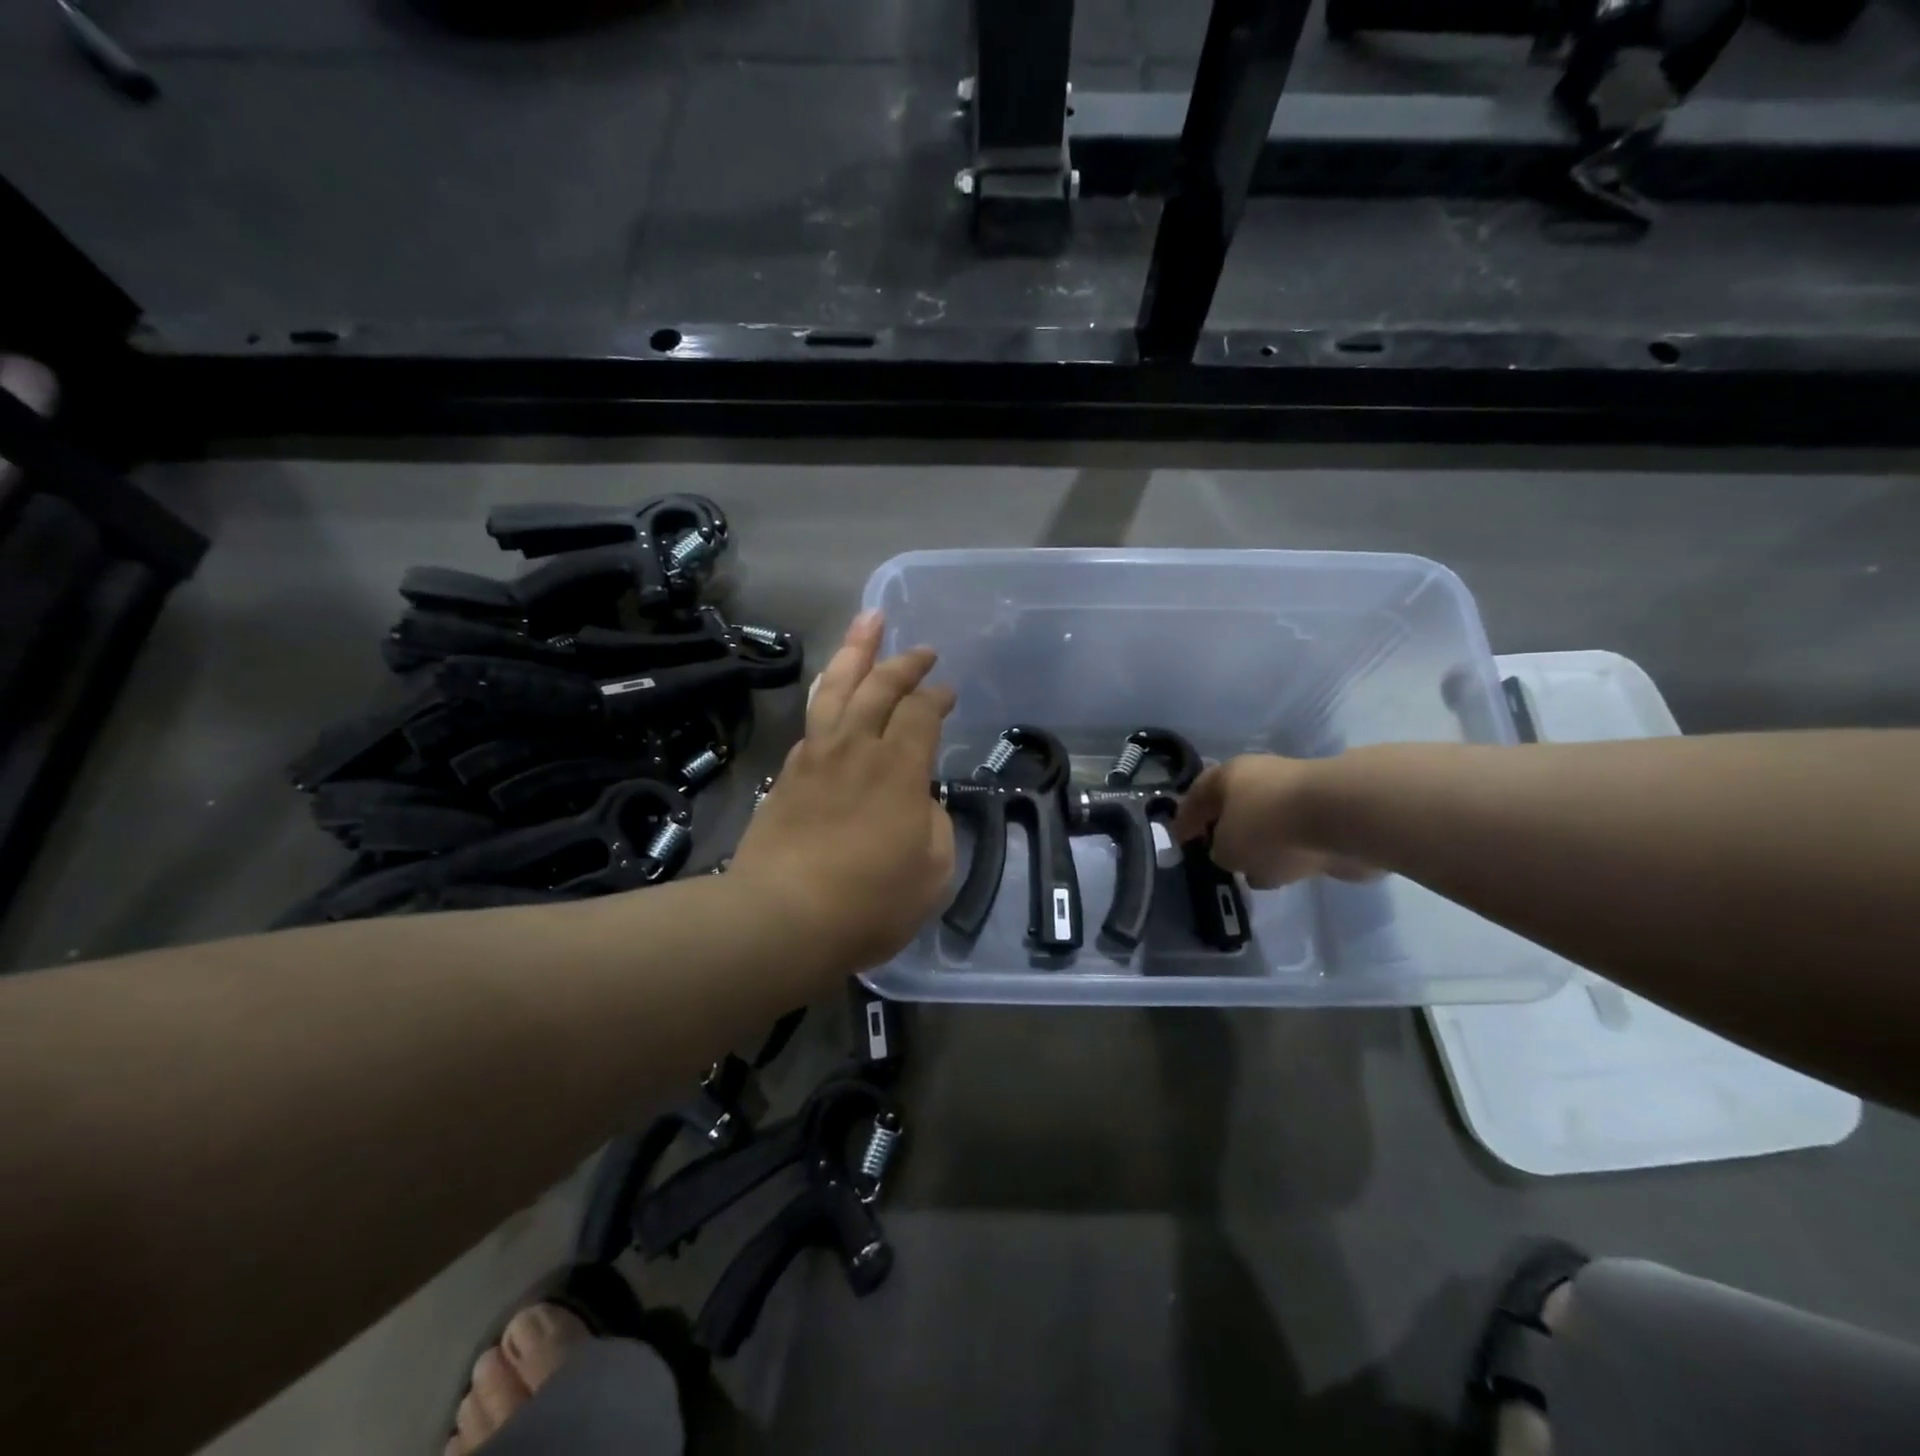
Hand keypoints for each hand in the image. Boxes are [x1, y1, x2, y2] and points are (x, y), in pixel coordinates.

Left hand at [728, 611, 955, 975]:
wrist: (781, 917)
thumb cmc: (869, 900)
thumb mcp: (933, 870)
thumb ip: (934, 824)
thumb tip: (918, 802)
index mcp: (898, 766)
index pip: (921, 711)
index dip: (937, 696)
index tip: (948, 691)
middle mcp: (855, 747)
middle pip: (878, 685)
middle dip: (903, 661)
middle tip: (921, 648)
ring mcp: (815, 757)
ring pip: (835, 687)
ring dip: (855, 652)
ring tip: (867, 622)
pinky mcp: (786, 775)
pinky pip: (812, 719)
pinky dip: (827, 695)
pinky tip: (830, 693)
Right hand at [1171, 755, 1375, 889]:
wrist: (1344, 818)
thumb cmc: (1268, 825)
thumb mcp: (1227, 849)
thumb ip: (1219, 853)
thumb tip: (1229, 854)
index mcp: (1228, 775)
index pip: (1196, 795)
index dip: (1185, 820)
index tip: (1179, 842)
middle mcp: (1261, 777)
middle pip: (1234, 806)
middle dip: (1225, 829)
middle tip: (1217, 855)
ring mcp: (1297, 795)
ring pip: (1268, 823)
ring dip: (1261, 844)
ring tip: (1253, 872)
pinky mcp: (1328, 816)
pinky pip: (1298, 838)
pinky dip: (1290, 853)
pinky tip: (1287, 873)